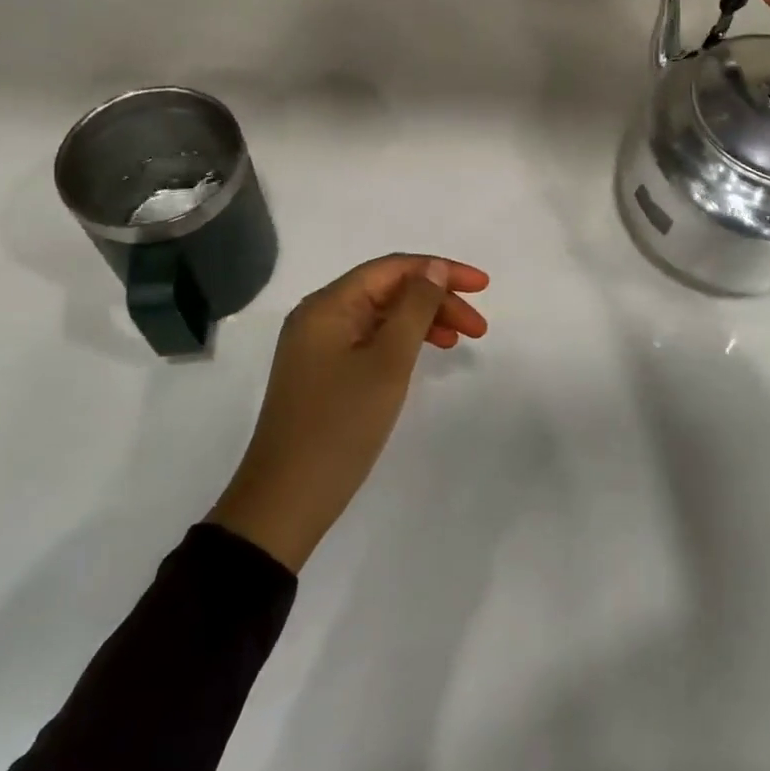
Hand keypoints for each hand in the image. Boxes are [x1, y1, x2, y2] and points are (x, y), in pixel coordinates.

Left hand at [208, 254, 488, 571]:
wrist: (285, 502)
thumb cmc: (341, 426)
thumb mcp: (388, 362)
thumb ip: (415, 308)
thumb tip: (432, 268)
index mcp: (328, 305)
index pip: (392, 268)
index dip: (441, 270)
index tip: (483, 286)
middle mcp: (319, 316)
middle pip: (387, 290)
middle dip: (436, 300)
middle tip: (479, 327)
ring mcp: (317, 346)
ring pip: (381, 316)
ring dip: (423, 321)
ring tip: (460, 340)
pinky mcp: (321, 373)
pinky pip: (369, 341)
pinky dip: (401, 342)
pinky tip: (423, 356)